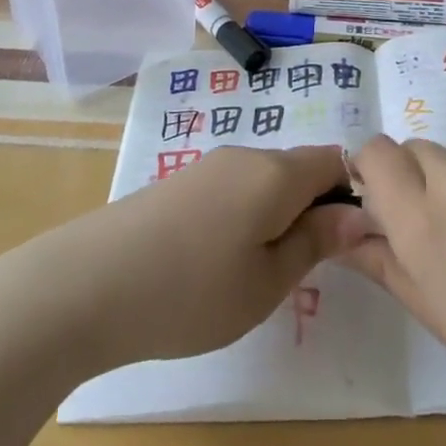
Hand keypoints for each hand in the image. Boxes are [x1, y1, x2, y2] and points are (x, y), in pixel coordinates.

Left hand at [52, 145, 370, 369]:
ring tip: (259, 272)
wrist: (87, 284)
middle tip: (305, 269)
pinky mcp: (180, 182)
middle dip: (314, 208)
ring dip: (277, 214)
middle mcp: (246, 155)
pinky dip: (245, 215)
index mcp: (276, 172)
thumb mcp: (267, 281)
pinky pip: (234, 188)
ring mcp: (209, 166)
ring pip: (265, 180)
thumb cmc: (192, 290)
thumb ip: (316, 242)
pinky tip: (219, 260)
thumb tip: (358, 214)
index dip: (353, 193)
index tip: (350, 242)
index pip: (335, 160)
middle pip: (299, 169)